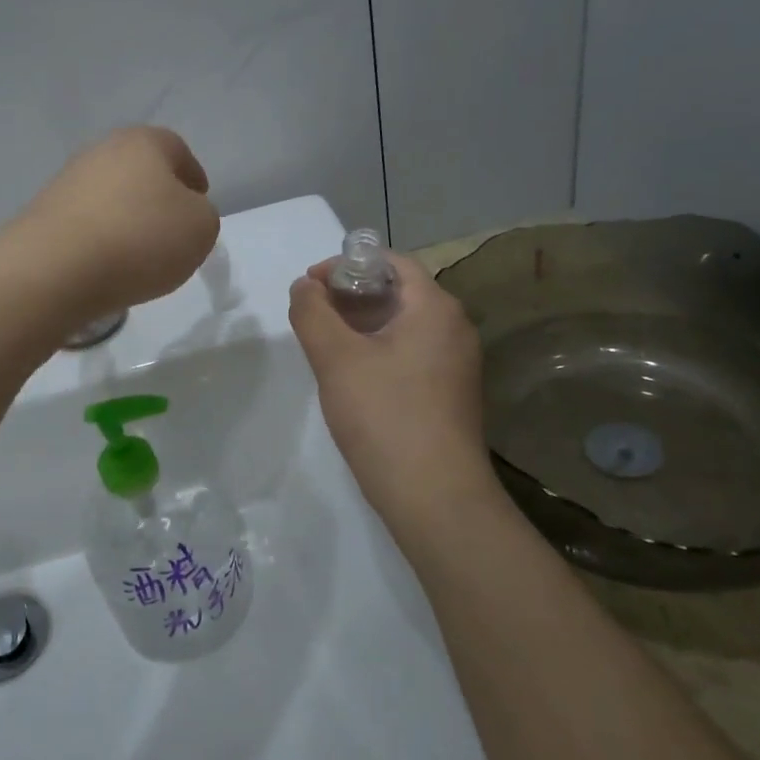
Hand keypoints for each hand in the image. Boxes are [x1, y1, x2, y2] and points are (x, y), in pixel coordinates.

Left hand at [5, 127, 219, 324]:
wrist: (55, 269)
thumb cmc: (140, 239)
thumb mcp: (201, 228)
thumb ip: (201, 215)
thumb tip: (180, 215)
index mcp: (143, 142)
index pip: (177, 150)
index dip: (192, 177)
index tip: (199, 205)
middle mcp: (101, 151)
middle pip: (139, 172)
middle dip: (156, 198)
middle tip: (170, 233)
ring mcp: (66, 181)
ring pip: (110, 198)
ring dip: (125, 220)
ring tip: (137, 257)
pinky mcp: (43, 215)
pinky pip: (85, 225)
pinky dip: (99, 240)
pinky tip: (105, 266)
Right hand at [289, 252, 499, 529]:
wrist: (435, 497)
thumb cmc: (384, 416)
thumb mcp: (336, 358)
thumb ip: (313, 313)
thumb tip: (304, 286)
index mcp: (435, 308)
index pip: (392, 262)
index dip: (347, 264)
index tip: (311, 284)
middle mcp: (454, 328)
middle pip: (398, 291)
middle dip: (351, 294)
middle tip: (313, 313)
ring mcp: (455, 364)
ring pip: (403, 325)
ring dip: (362, 324)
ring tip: (324, 343)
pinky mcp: (449, 394)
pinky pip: (410, 353)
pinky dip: (378, 350)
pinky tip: (351, 376)